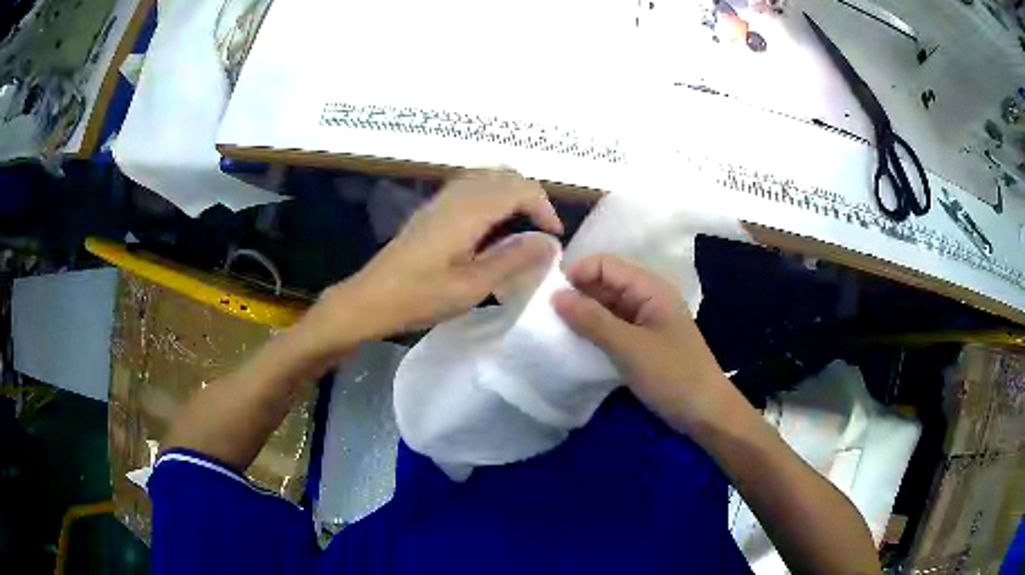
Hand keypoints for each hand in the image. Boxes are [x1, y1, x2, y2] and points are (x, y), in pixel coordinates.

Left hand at [302, 170, 562, 356]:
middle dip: (531, 196)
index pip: (519, 188)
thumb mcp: (471, 286)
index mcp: (468, 211)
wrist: (369, 299)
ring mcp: (441, 200)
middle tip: (542, 229)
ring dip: (512, 192)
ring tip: (523, 225)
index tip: (553, 237)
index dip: (544, 207)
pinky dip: (493, 195)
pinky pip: (471, 186)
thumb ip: (513, 261)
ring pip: (487, 176)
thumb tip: (549, 243)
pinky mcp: (432, 210)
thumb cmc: (419, 297)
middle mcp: (456, 196)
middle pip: (504, 174)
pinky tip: (492, 225)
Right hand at [551, 254, 732, 435]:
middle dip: (576, 295)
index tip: (548, 299)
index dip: (576, 274)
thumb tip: (555, 296)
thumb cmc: (673, 375)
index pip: (604, 264)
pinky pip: (612, 327)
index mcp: (650, 287)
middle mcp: (647, 297)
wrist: (705, 412)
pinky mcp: (642, 341)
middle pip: (604, 283)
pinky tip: (576, 346)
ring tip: (556, 332)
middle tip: (547, 319)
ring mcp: (645, 320)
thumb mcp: (630, 348)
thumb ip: (592, 320)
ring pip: (606, 306)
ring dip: (583, 316)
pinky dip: (594, 333)